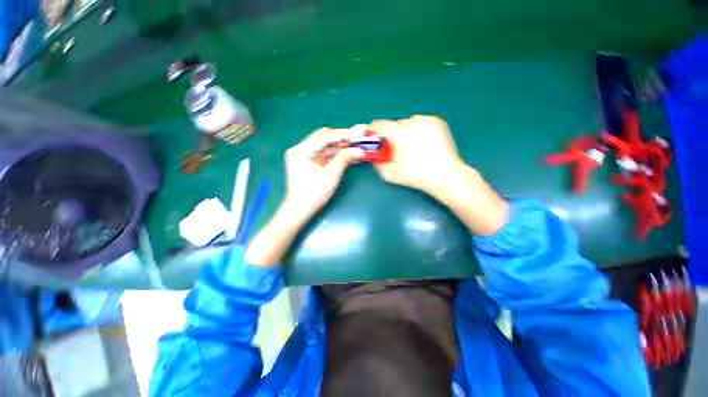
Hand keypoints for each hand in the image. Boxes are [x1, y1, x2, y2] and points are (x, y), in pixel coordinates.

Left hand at [245, 127, 362, 265]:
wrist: (299, 210)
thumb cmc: (313, 195)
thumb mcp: (330, 177)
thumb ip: (344, 160)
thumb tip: (360, 150)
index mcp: (302, 150)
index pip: (325, 136)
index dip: (344, 134)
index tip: (360, 132)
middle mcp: (301, 149)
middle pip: (324, 137)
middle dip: (342, 138)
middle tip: (359, 139)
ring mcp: (304, 155)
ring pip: (325, 145)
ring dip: (340, 146)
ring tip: (357, 145)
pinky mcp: (308, 161)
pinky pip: (324, 153)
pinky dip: (335, 153)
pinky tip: (348, 153)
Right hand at [371, 115, 507, 235]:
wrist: (446, 176)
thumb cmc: (416, 176)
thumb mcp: (390, 174)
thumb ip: (377, 163)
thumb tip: (374, 156)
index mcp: (400, 133)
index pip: (380, 124)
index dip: (373, 130)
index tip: (373, 136)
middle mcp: (413, 122)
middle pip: (394, 124)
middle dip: (391, 134)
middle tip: (395, 147)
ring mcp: (427, 120)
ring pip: (408, 122)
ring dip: (405, 131)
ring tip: (411, 145)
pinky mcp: (438, 122)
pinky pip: (421, 123)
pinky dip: (417, 130)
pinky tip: (423, 142)